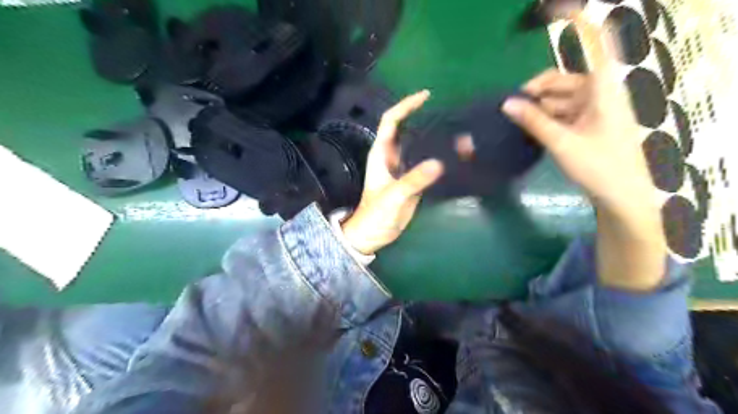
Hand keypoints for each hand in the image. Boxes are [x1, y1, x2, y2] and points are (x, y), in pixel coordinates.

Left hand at [341, 90, 443, 254]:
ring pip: (419, 146)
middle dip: (425, 118)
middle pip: (407, 129)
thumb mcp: (394, 196)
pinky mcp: (412, 180)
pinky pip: (426, 163)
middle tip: (449, 113)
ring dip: (435, 138)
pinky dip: (439, 157)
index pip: (391, 121)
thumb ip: (414, 180)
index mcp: (381, 154)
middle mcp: (392, 156)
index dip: (405, 106)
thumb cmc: (376, 214)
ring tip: (458, 132)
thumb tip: (438, 163)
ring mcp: (403, 168)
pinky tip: (455, 156)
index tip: (426, 96)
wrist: (373, 234)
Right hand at [505, 13, 666, 291]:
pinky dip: (544, 117)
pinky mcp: (588, 124)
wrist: (622, 196)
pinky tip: (527, 127)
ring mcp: (594, 109)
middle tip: (508, 104)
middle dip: (535, 89)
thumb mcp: (562, 143)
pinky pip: (561, 112)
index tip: (549, 9)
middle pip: (562, 79)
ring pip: (558, 98)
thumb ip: (534, 121)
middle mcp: (599, 92)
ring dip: (536, 106)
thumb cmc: (598, 166)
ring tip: (512, 119)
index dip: (575, 22)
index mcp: (603, 87)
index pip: (595, 42)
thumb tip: (506, 104)